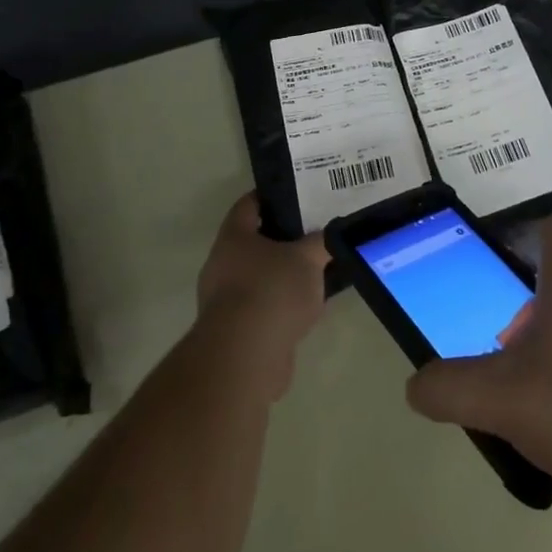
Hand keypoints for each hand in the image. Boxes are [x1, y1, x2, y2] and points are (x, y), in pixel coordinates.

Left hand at [195, 194, 329, 400]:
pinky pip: (261, 309)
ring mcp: (224, 301)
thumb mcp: (308, 258)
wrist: (245, 356)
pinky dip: (280, 308)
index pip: (248, 204)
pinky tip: (306, 311)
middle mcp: (221, 264)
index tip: (295, 195)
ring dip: (281, 277)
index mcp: (234, 237)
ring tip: (315, 274)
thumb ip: (321, 242)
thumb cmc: (272, 290)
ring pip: (258, 278)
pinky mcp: (234, 332)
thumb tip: (330, 234)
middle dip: (281, 240)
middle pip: (253, 243)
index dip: (270, 197)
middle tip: (312, 235)